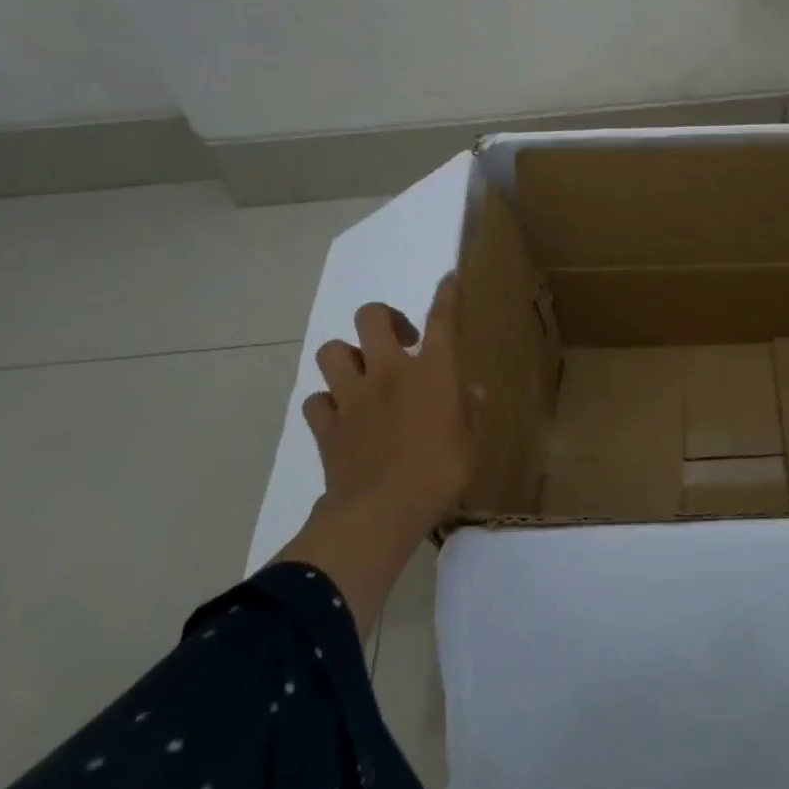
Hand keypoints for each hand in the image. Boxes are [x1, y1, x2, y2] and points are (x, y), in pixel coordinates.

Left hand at [300, 274, 471, 531]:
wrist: (382, 510)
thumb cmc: (440, 472)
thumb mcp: (472, 442)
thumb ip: (471, 411)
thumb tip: (471, 391)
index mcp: (432, 371)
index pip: (441, 318)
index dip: (446, 294)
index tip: (448, 277)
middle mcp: (388, 371)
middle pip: (372, 317)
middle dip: (383, 318)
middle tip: (399, 339)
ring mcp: (352, 396)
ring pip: (332, 352)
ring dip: (347, 357)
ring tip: (362, 375)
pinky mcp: (327, 425)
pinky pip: (316, 400)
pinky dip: (327, 403)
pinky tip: (341, 415)